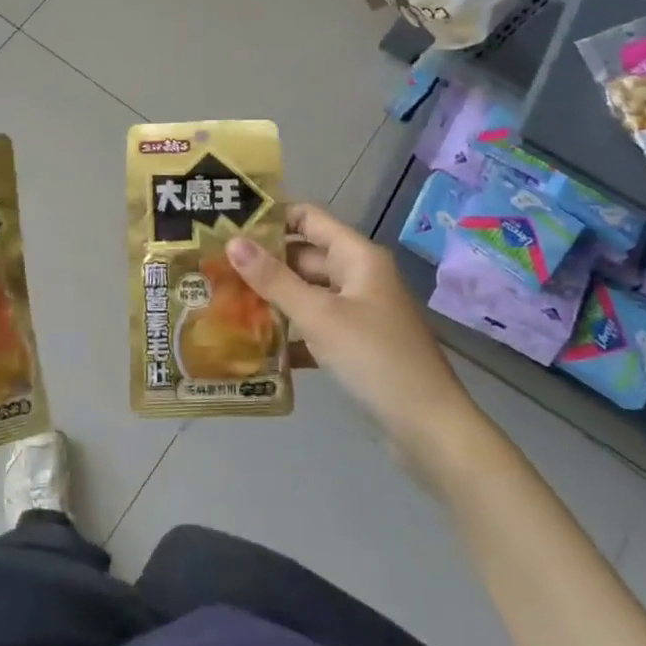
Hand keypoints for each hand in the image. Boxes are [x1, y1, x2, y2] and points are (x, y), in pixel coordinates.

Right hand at [227, 204, 480, 452]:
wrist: (429, 428)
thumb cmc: (374, 358)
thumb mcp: (319, 316)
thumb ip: (274, 279)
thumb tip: (233, 241)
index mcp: (357, 256)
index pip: (308, 218)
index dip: (270, 217)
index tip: (229, 225)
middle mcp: (359, 276)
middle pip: (304, 256)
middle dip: (264, 262)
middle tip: (216, 268)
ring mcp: (360, 311)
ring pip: (308, 293)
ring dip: (273, 298)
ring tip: (225, 302)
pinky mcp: (358, 343)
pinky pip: (317, 325)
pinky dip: (291, 331)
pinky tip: (256, 343)